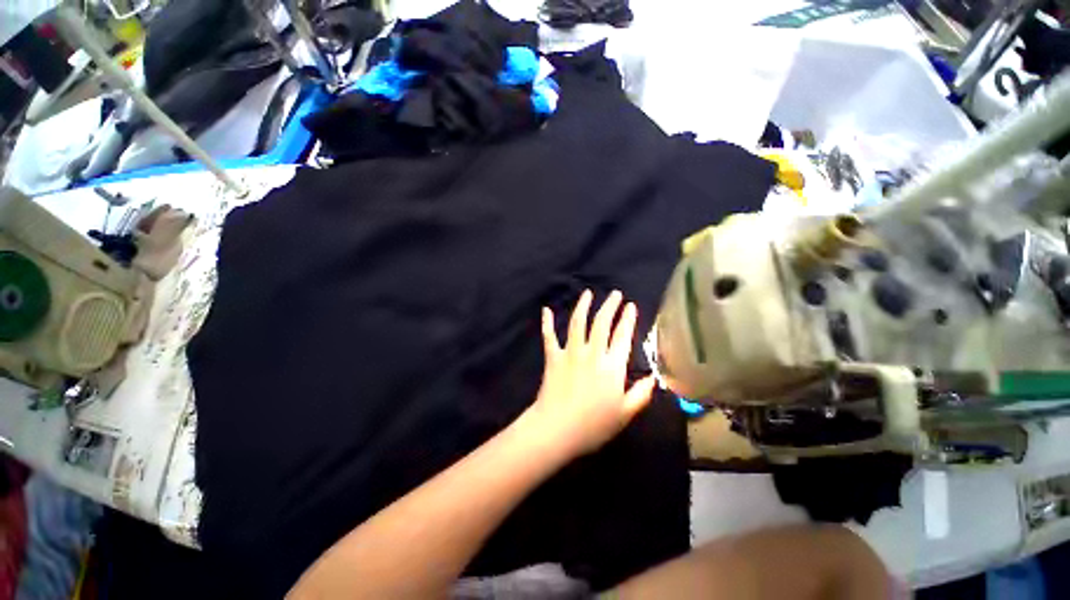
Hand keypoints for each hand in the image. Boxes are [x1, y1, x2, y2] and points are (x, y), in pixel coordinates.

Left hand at [523, 289, 655, 457]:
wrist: (557, 429)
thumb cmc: (593, 425)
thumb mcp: (624, 414)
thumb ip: (641, 394)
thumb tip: (654, 379)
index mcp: (612, 366)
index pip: (622, 336)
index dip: (627, 319)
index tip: (631, 306)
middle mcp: (592, 353)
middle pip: (602, 323)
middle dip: (609, 306)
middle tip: (615, 294)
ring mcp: (571, 353)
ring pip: (578, 323)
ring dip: (583, 306)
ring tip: (588, 293)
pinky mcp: (553, 357)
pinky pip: (549, 336)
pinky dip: (548, 323)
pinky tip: (546, 310)